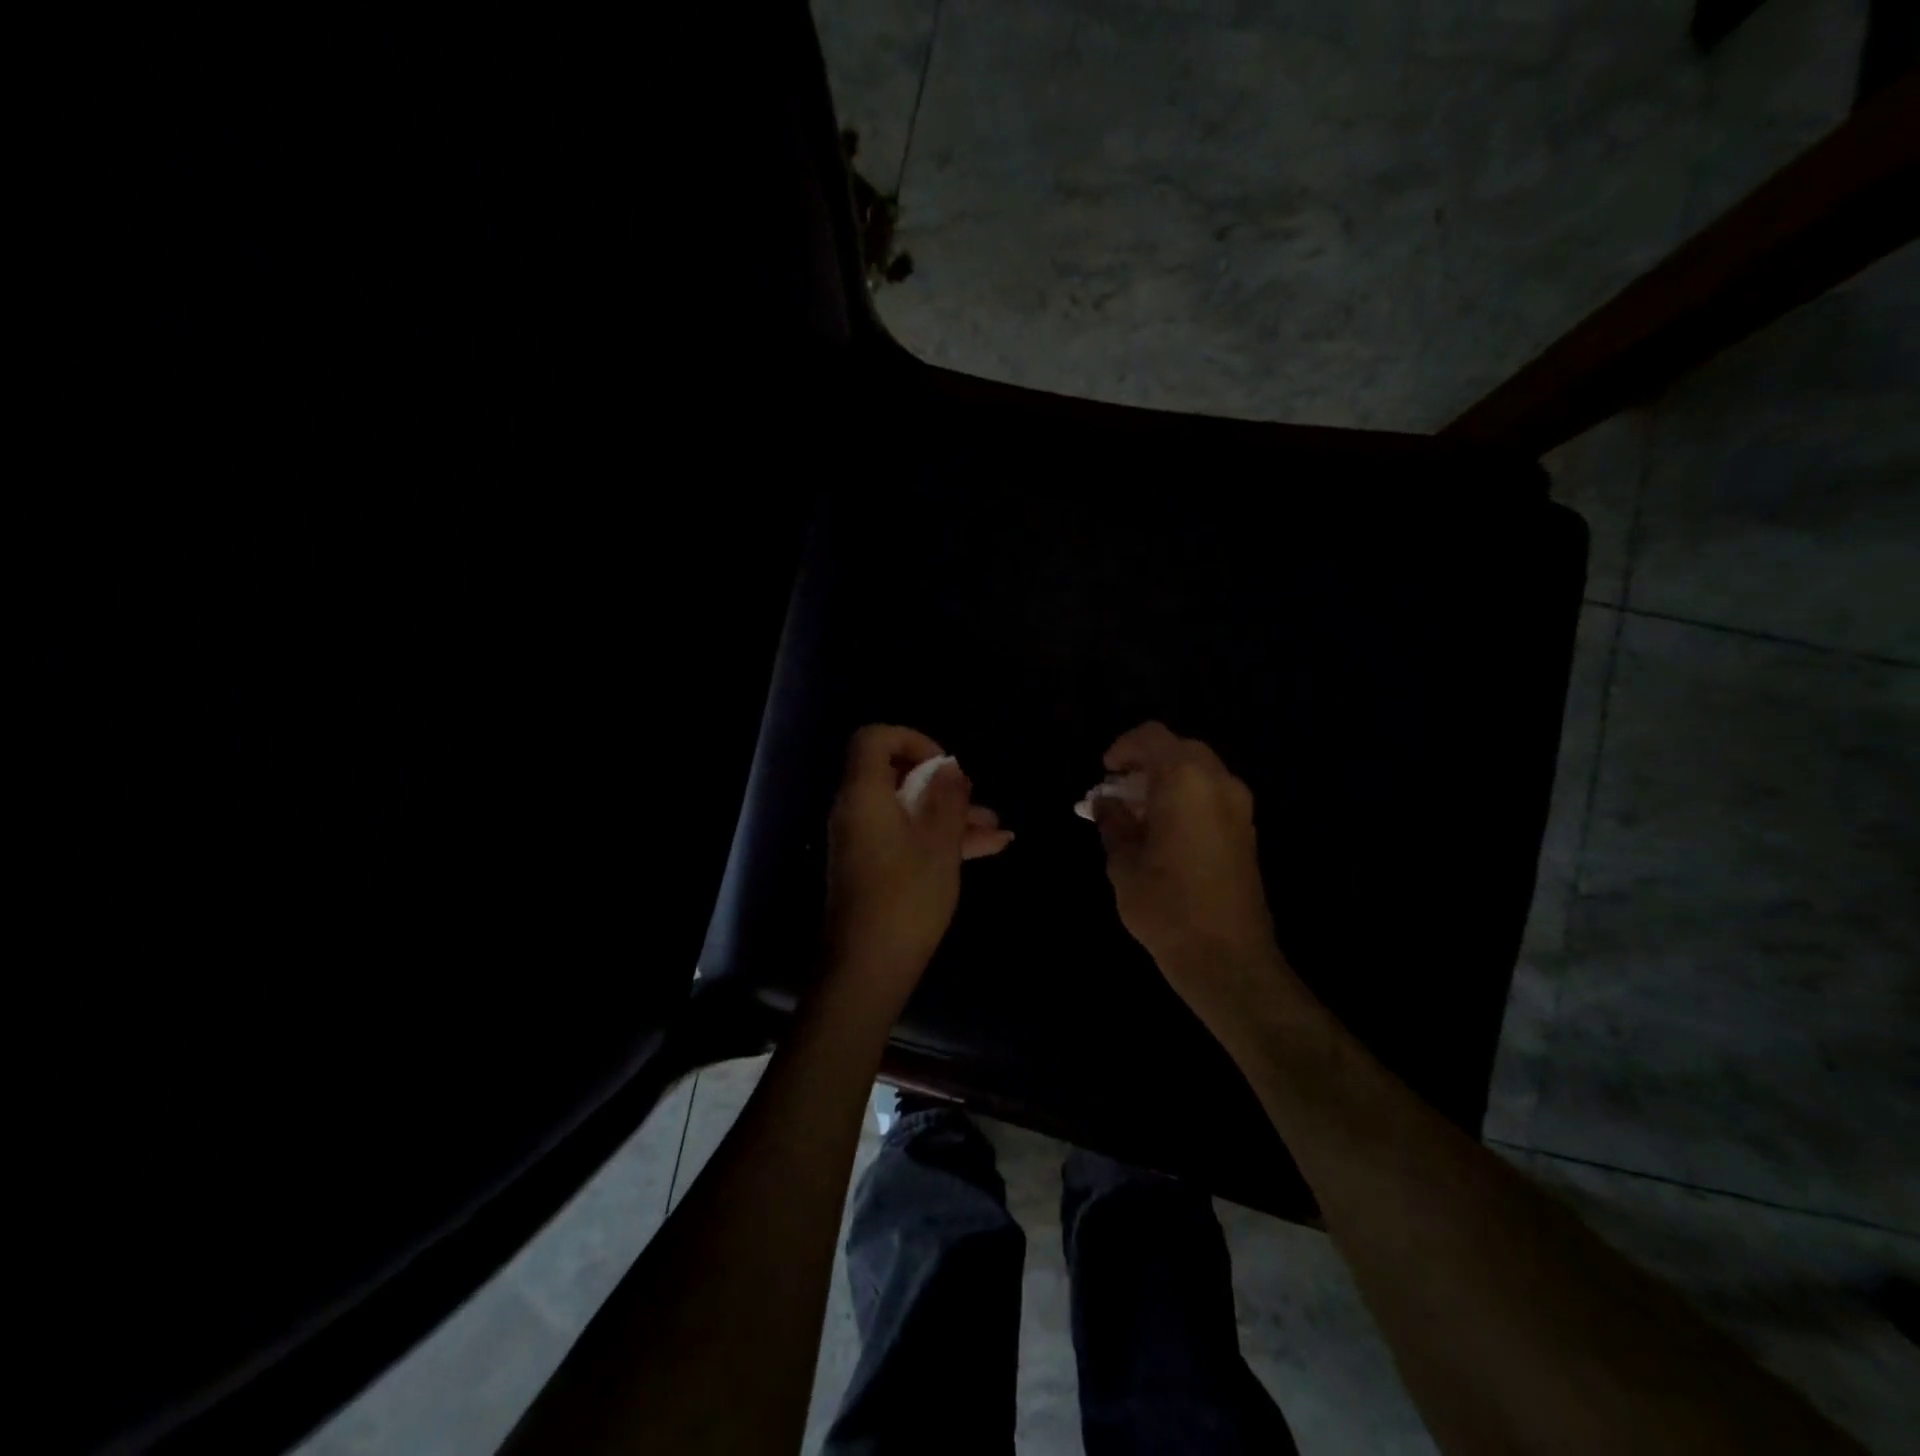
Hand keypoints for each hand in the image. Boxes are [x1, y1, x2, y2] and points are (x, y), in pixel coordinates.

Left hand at [826, 725, 1011, 993]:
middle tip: (974, 797)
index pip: (874, 739)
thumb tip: (949, 767)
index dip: (911, 740)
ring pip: (908, 810)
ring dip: (950, 815)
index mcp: (864, 795)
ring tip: (997, 829)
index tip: (944, 765)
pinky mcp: (873, 866)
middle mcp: (857, 811)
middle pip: (896, 775)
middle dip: (942, 784)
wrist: (869, 967)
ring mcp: (864, 841)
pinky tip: (988, 848)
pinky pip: (906, 837)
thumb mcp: (939, 843)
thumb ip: (947, 797)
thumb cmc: (906, 898)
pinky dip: (939, 838)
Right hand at [1090, 722, 1284, 1020]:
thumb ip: (1114, 824)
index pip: (1152, 737)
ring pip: (1199, 771)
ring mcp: (1239, 806)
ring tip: (1139, 813)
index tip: (1105, 773)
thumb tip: (1106, 804)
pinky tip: (1165, 830)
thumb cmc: (1166, 907)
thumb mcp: (1124, 864)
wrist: (1228, 958)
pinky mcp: (1246, 830)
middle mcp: (1218, 783)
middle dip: (1146, 762)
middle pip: (1179, 749)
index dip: (1123, 747)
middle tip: (1120, 791)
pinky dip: (1187, 797)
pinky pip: (1213, 794)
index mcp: (1185, 781)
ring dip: (1168, 780)